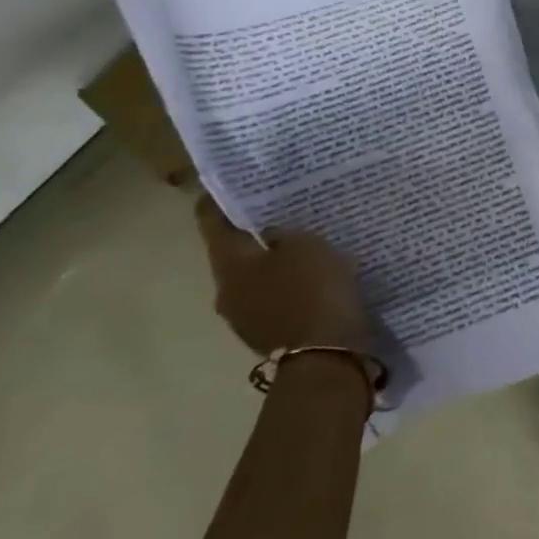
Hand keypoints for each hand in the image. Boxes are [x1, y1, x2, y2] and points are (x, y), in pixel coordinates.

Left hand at [195, 196, 375, 357]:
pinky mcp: (269, 333)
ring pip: (255, 278)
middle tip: (279, 212)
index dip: (218, 201)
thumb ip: (284, 234)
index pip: (212, 223)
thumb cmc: (312, 290)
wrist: (326, 354)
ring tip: (302, 246)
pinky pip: (274, 299)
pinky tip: (312, 277)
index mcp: (229, 264)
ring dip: (272, 263)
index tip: (229, 184)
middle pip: (234, 254)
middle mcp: (226, 291)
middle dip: (253, 234)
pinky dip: (288, 286)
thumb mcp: (306, 246)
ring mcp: (245, 317)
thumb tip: (270, 235)